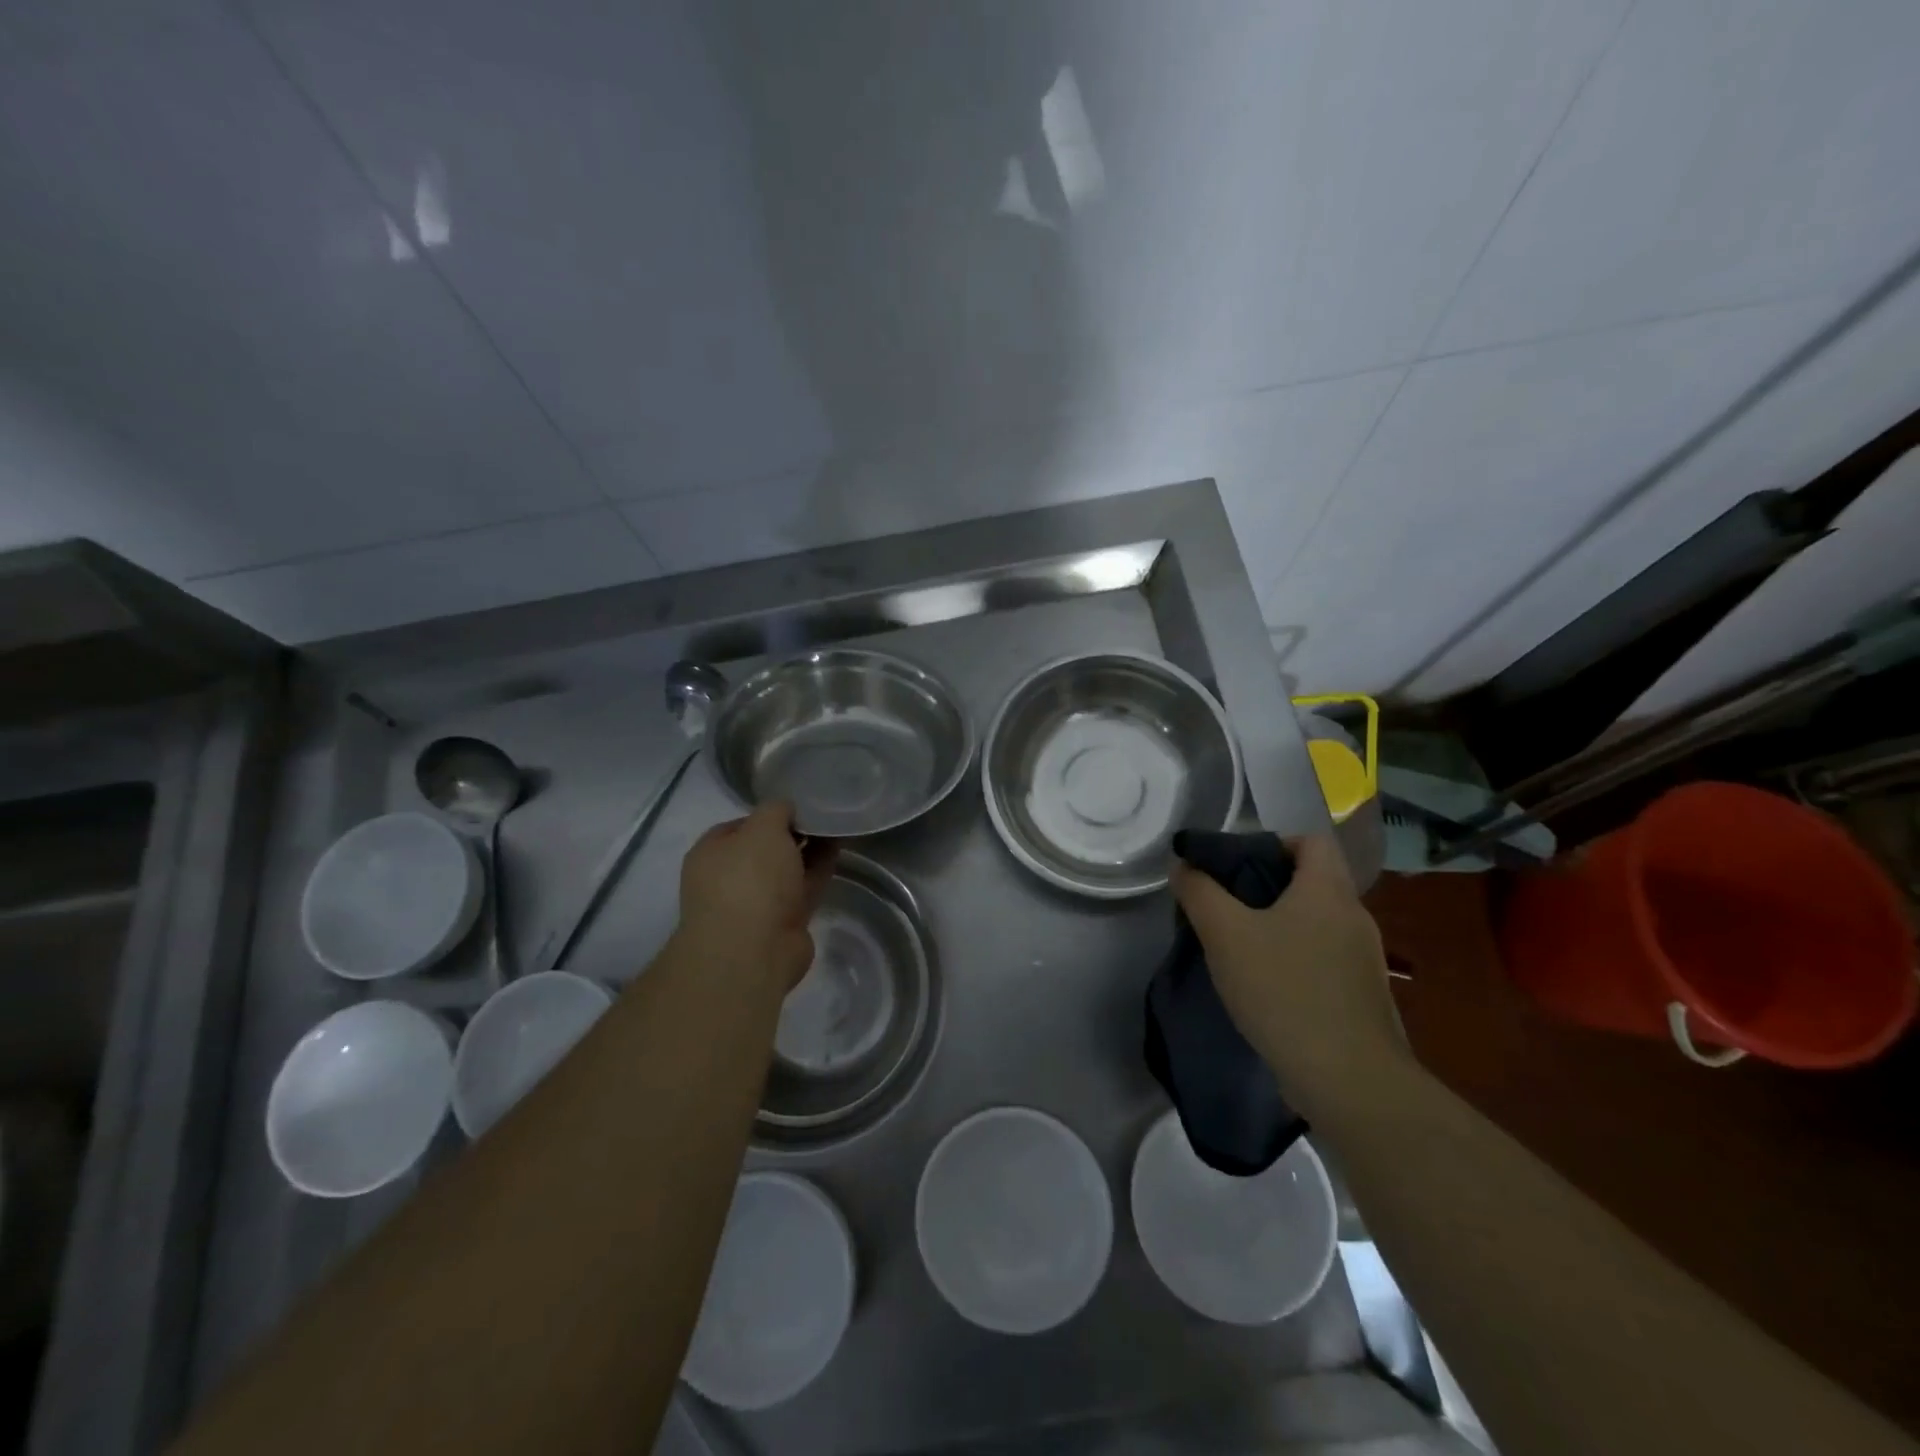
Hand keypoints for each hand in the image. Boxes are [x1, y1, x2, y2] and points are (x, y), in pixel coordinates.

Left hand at [674, 804, 837, 992]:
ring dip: (809, 851)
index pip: (740, 825)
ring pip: (787, 869)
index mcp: (711, 853)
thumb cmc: (749, 879)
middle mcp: (729, 878)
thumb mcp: (763, 828)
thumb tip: (786, 809)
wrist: (754, 950)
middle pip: (765, 849)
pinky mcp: (783, 923)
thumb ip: (776, 810)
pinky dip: (819, 871)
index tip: (798, 804)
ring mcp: (756, 903)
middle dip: (792, 833)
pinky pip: (803, 888)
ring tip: (837, 827)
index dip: (769, 813)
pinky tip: (839, 851)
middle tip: (823, 814)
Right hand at [1171, 834, 1409, 1118]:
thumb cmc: (1284, 990)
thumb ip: (1199, 893)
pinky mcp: (1362, 998)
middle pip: (1311, 881)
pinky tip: (1266, 987)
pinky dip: (1295, 961)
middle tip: (1225, 907)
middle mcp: (1354, 917)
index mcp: (1328, 891)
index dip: (1272, 843)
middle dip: (1266, 887)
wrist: (1349, 1081)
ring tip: (1239, 949)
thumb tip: (1185, 867)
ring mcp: (1364, 960)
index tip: (1236, 867)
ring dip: (1279, 927)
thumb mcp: (1225, 935)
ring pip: (1316, 924)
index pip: (1311, 841)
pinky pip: (1323, 960)